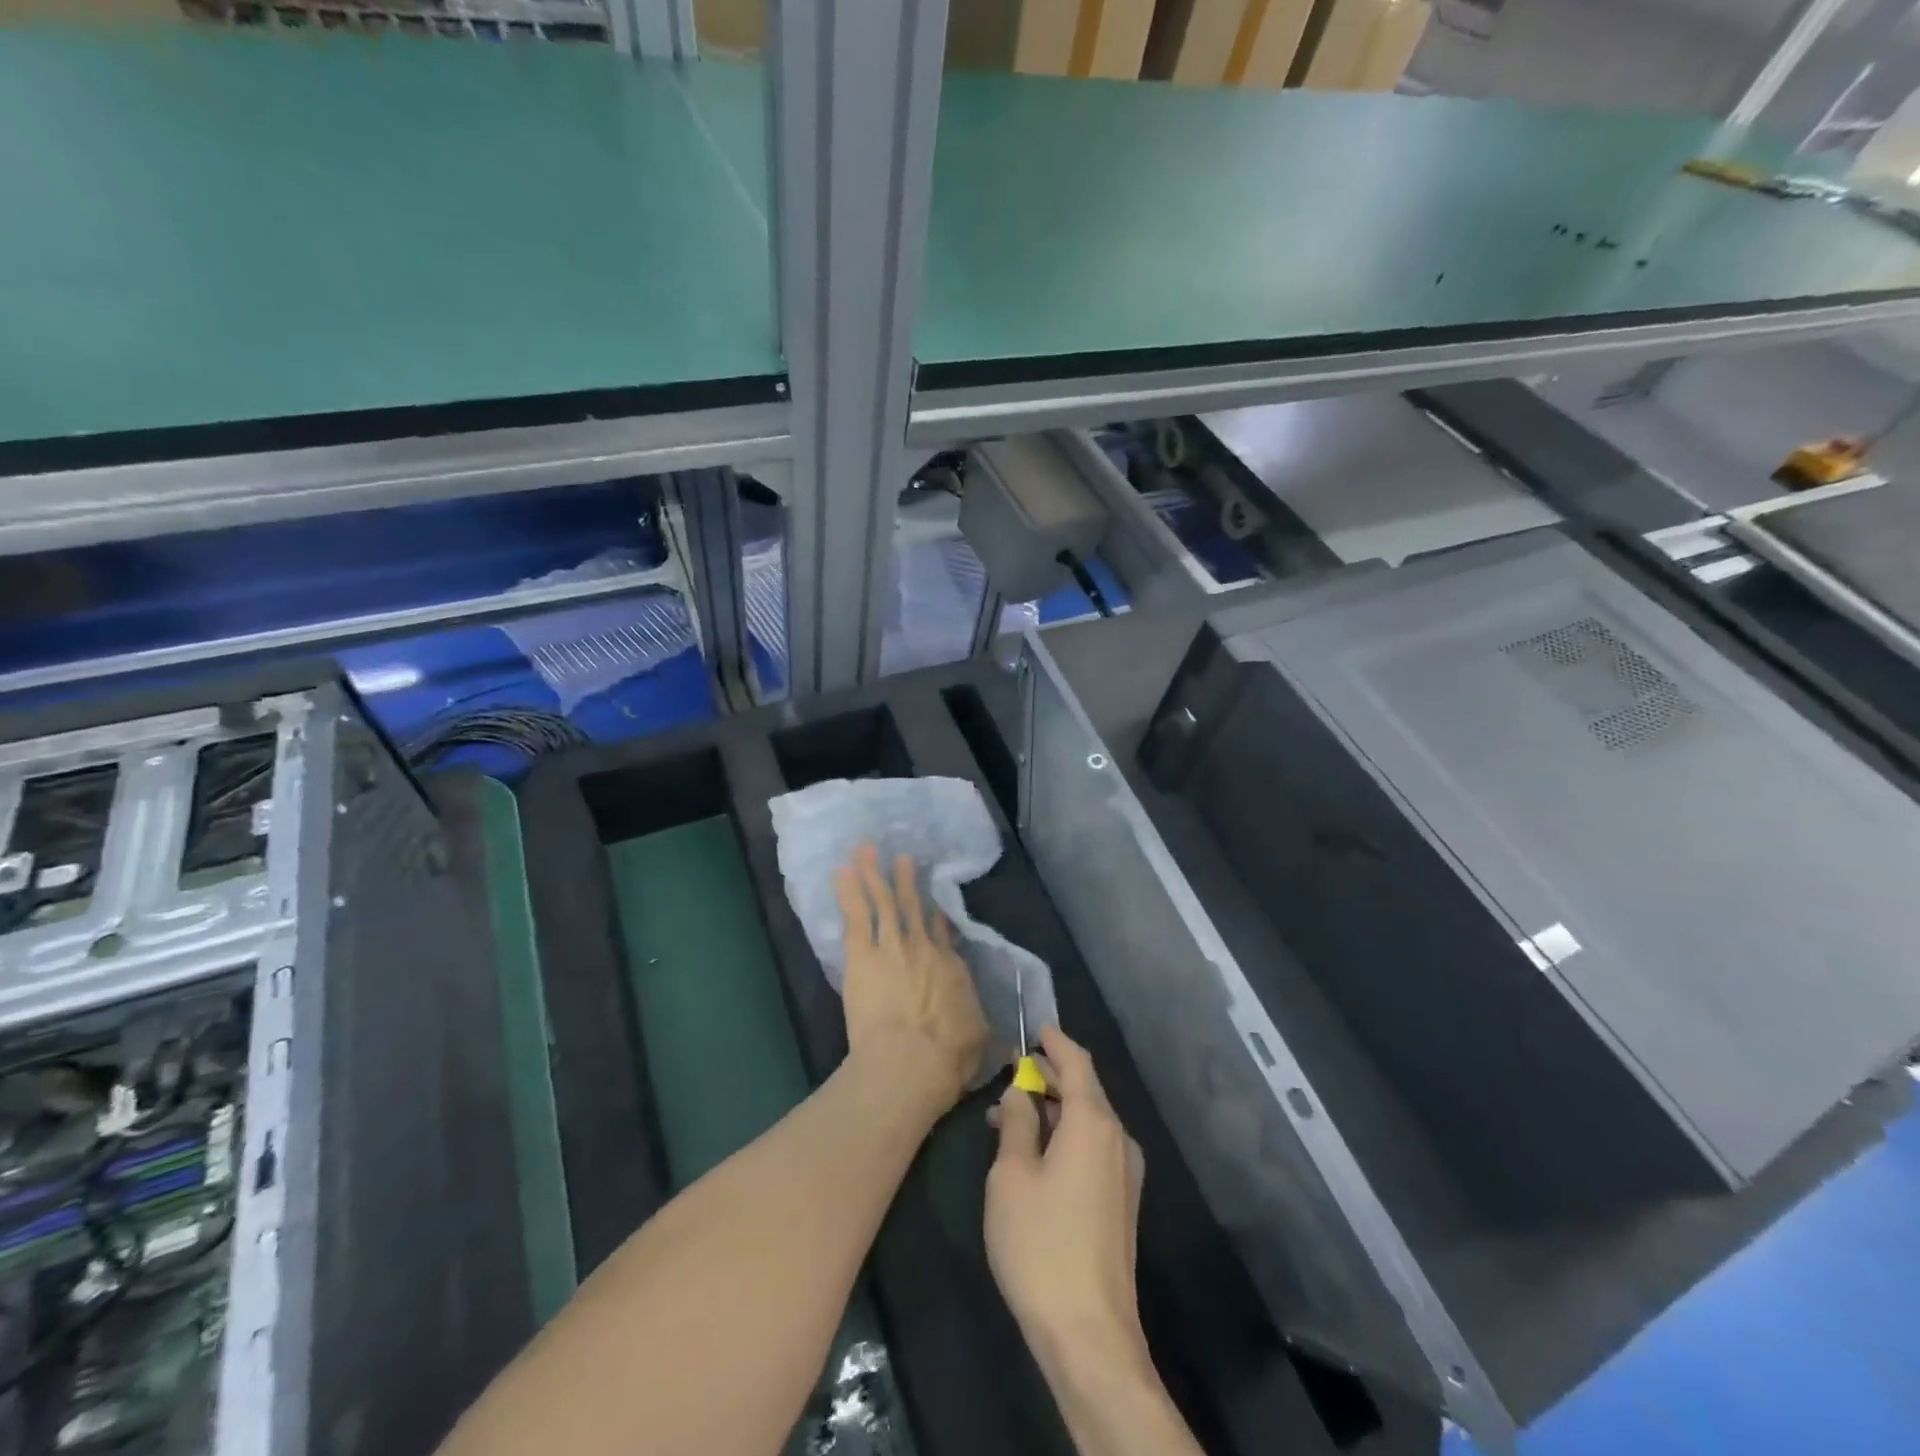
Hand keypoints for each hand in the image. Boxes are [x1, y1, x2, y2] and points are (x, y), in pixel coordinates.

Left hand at [834, 844, 988, 1115]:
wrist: (911, 1061)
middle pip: (913, 907)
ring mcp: (892, 946)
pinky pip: (856, 915)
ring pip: (883, 901)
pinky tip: (841, 870)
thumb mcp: (979, 1041)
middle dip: (906, 880)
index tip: (934, 904)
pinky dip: (849, 891)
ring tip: (865, 849)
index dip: (937, 916)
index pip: (943, 933)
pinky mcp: (863, 955)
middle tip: (903, 857)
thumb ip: (986, 1032)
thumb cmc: (947, 1057)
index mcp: (951, 967)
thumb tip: (1010, 1047)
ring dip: (873, 873)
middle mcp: (923, 948)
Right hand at [984, 1027, 1148, 1379]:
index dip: (1055, 1042)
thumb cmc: (1041, 1244)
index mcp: (1093, 1122)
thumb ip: (1016, 1123)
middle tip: (1011, 1071)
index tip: (1035, 1027)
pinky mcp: (1122, 1201)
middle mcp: (1117, 1138)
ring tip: (1009, 1115)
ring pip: (1086, 1121)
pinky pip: (1092, 1147)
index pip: (1077, 1063)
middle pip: (1084, 1090)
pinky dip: (1064, 1136)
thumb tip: (1019, 1092)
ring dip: (1052, 1110)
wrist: (1090, 1334)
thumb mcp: (1011, 1176)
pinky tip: (1033, 1151)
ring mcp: (1124, 1172)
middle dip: (1048, 1077)